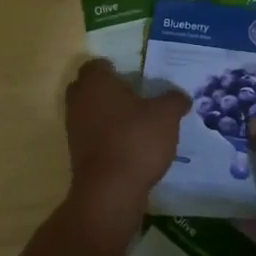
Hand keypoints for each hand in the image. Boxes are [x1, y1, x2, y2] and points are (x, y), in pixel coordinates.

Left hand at [61, 59, 189, 251]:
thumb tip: (180, 96)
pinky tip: (129, 146)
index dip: (113, 68)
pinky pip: (92, 136)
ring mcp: (74, 129)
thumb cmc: (136, 140)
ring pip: (89, 112)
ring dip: (107, 115)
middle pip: (88, 87)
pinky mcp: (77, 154)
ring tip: (136, 124)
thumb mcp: (166, 116)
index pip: (97, 65)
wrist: (110, 190)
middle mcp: (79, 101)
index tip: (134, 77)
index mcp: (96, 82)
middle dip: (107, 90)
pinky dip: (106, 137)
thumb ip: (174, 100)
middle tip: (134, 97)